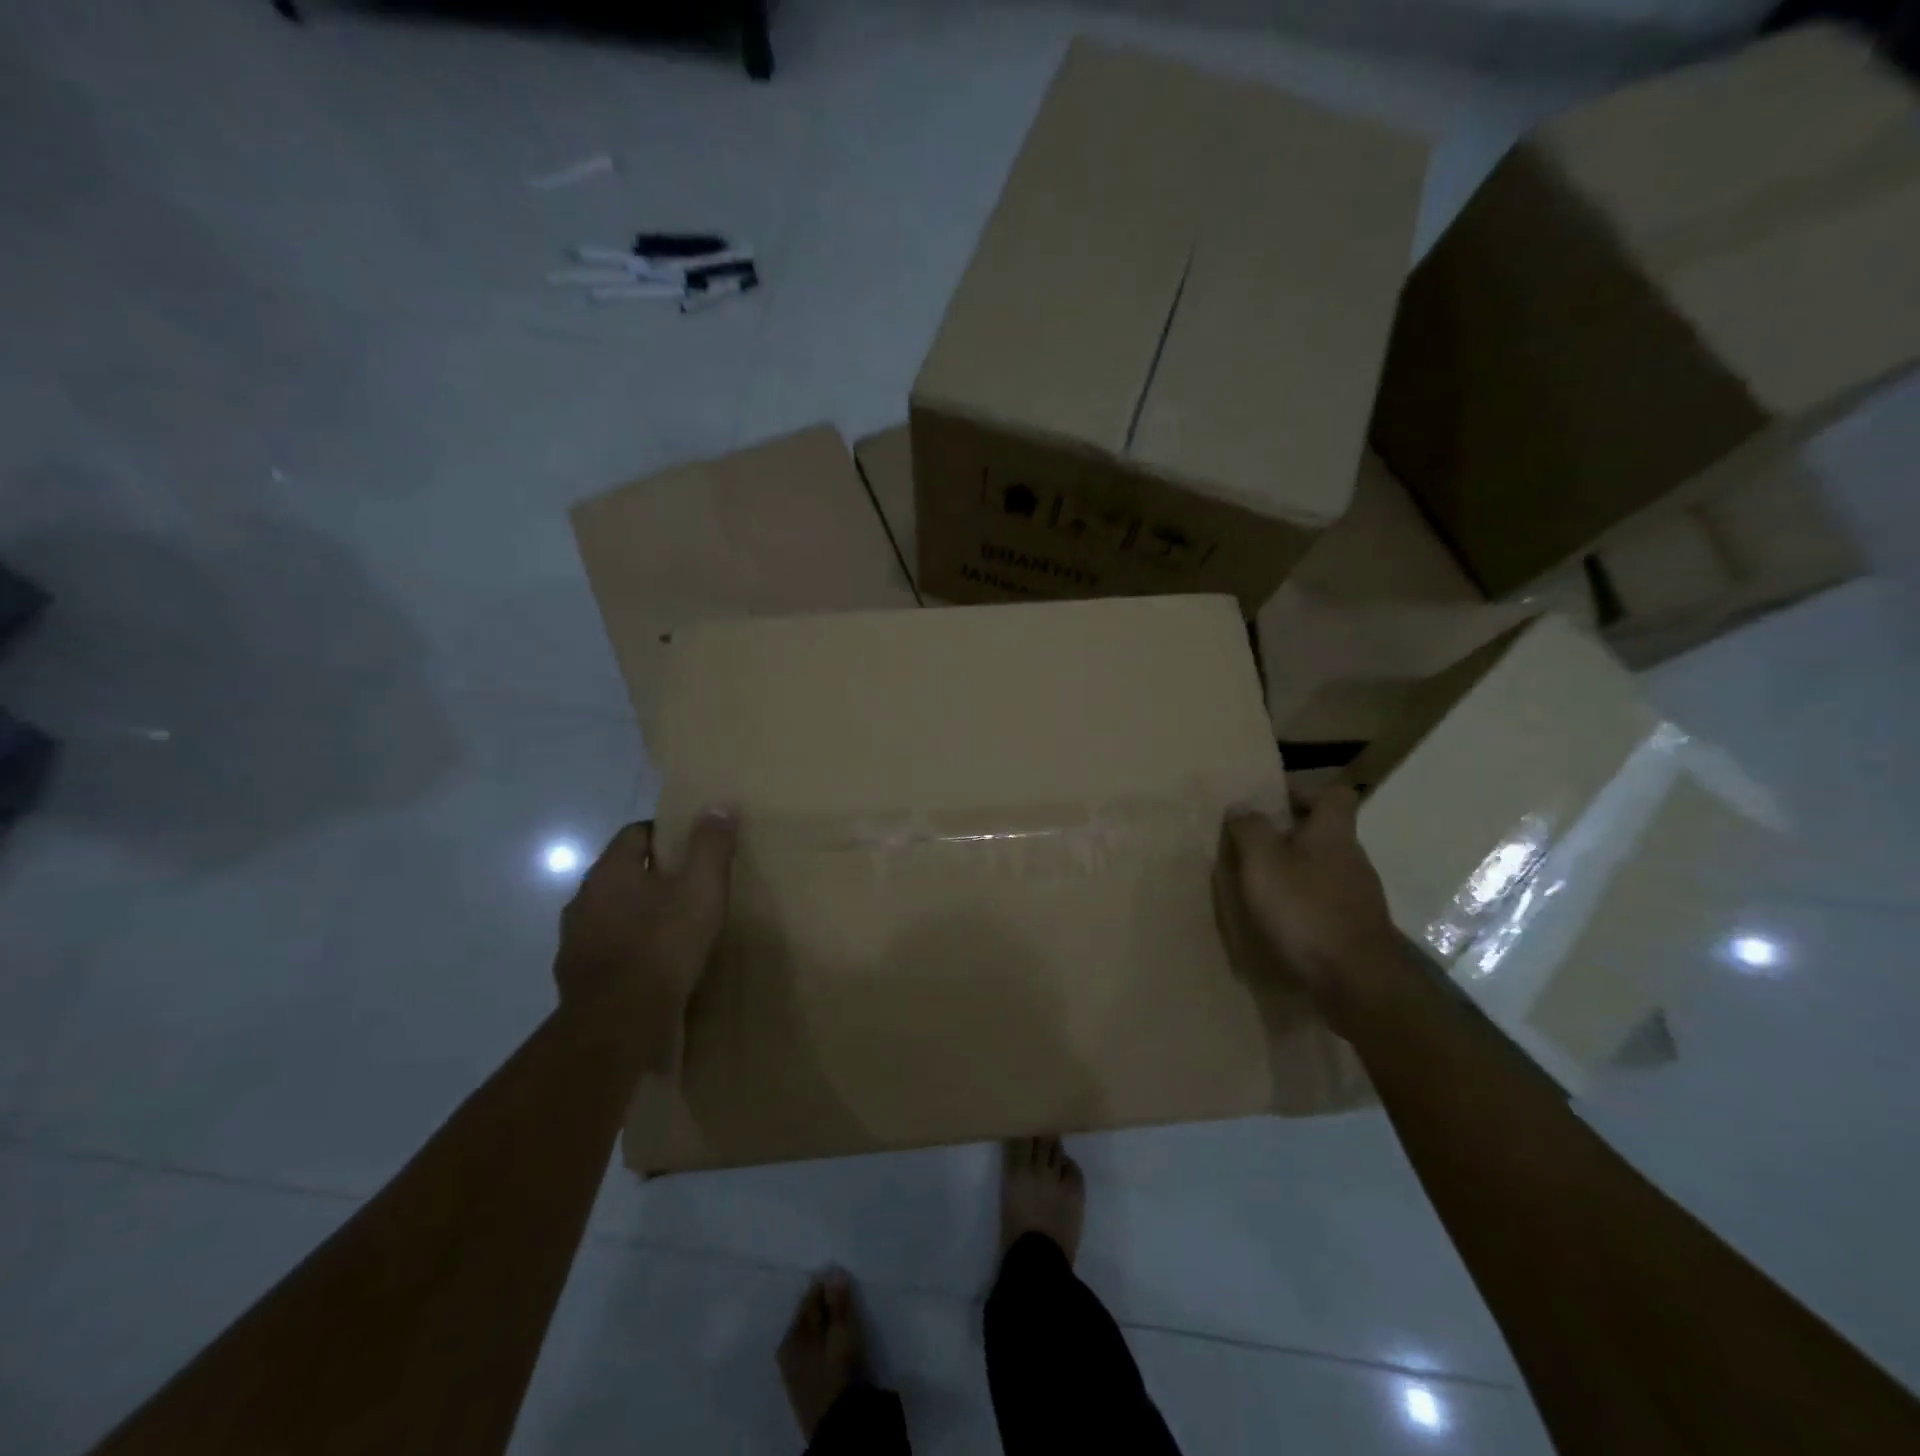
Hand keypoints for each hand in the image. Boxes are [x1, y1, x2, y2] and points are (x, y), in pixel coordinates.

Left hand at [555, 812, 736, 1019]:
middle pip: (622, 874)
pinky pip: (608, 951)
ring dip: (638, 915)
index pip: (636, 834)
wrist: (619, 1024)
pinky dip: (629, 950)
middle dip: (653, 876)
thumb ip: (711, 845)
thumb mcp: (702, 888)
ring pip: (612, 914)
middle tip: (690, 886)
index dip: (666, 834)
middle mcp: (583, 899)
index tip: (693, 848)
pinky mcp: (577, 979)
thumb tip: (719, 805)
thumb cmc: (663, 944)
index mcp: (609, 871)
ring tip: (674, 927)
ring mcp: (575, 941)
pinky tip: (654, 965)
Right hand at [1216, 787, 1406, 1032]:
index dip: (1305, 791)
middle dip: (1292, 834)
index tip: (1274, 803)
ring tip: (1263, 886)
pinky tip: (1283, 921)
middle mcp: (1354, 858)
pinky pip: (1328, 901)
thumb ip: (1250, 830)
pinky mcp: (1357, 928)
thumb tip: (1242, 806)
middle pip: (1327, 832)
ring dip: (1298, 870)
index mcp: (1333, 834)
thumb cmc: (1305, 911)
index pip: (1335, 794)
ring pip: (1326, 868)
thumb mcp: (1263, 863)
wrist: (1357, 982)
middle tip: (1255, 846)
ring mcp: (1361, 895)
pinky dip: (1306, 903)